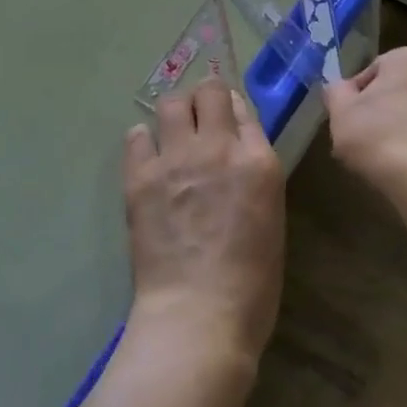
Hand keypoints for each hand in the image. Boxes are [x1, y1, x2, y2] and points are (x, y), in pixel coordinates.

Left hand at [123, 83, 284, 371]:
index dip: (231, 110)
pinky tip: (149, 161)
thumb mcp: (270, 215)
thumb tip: (236, 144)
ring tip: (172, 137)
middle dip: (204, 98)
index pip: (241, 106)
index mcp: (258, 160)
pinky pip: (136, 135)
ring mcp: (176, 159)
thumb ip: (254, 170)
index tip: (225, 120)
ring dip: (174, 114)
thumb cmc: (250, 282)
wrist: (198, 316)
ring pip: (170, 102)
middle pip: (207, 90)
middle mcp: (217, 147)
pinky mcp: (141, 176)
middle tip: (199, 122)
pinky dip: (143, 141)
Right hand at [325, 47, 406, 206]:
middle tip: (365, 143)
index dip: (356, 99)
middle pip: (400, 93)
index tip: (349, 123)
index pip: (373, 72)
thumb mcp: (341, 113)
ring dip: (405, 133)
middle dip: (383, 114)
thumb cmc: (382, 137)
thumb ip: (335, 93)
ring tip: (388, 163)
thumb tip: (338, 89)